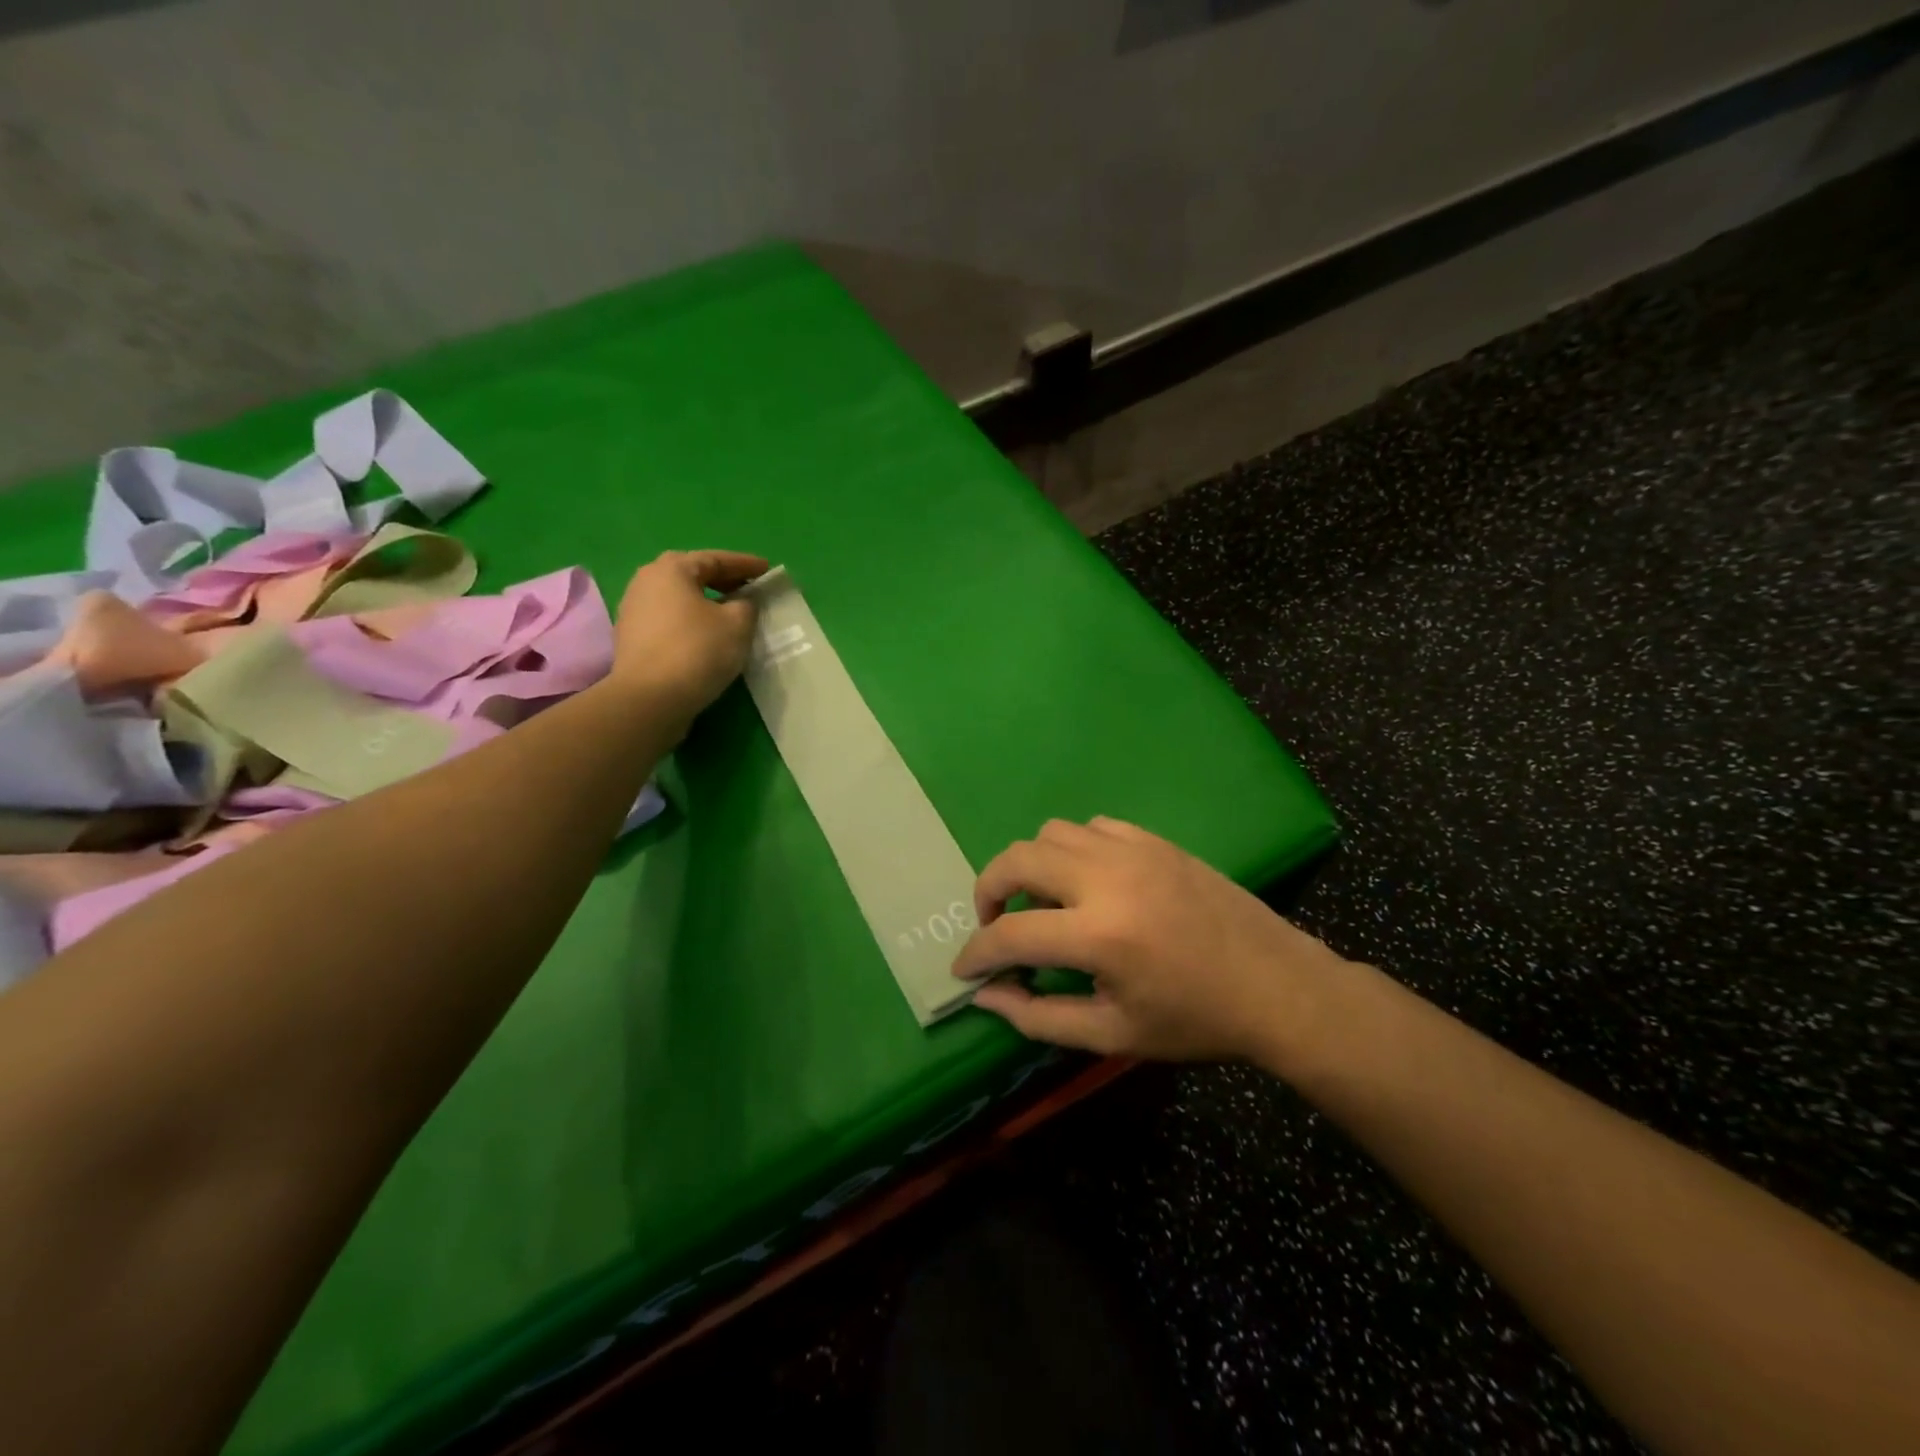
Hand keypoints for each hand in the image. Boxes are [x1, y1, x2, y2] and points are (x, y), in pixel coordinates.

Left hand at [611, 550, 768, 719]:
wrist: (649, 699)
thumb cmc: (697, 651)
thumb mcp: (738, 624)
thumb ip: (747, 604)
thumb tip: (742, 602)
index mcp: (671, 569)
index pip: (716, 559)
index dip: (745, 564)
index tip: (767, 570)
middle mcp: (646, 581)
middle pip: (692, 574)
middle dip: (723, 580)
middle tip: (749, 589)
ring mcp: (634, 610)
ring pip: (679, 598)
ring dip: (705, 602)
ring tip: (730, 614)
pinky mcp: (632, 638)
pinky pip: (669, 619)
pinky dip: (691, 621)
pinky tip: (707, 636)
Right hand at [951, 817, 1351, 1064]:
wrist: (1275, 986)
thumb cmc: (1195, 1021)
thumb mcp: (1113, 1036)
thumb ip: (1040, 1017)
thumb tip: (986, 994)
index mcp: (1100, 935)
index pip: (1011, 934)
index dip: (977, 953)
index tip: (965, 968)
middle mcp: (1108, 878)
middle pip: (1018, 859)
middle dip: (989, 889)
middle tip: (995, 924)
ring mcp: (1134, 851)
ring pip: (1051, 832)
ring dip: (1031, 865)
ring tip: (1044, 903)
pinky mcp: (1155, 841)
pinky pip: (1092, 827)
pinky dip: (1073, 849)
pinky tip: (1088, 882)